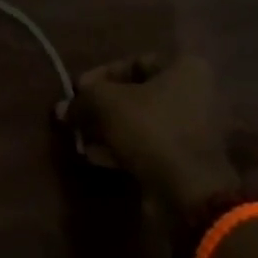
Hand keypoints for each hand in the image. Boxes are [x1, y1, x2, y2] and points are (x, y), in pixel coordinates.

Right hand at [66, 53, 239, 219]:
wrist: (190, 195)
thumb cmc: (152, 131)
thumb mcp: (107, 104)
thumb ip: (83, 99)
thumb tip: (62, 108)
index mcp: (184, 68)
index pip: (134, 62)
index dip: (101, 75)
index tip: (78, 91)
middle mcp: (195, 94)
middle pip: (137, 94)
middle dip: (104, 106)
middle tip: (78, 117)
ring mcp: (193, 131)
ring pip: (141, 122)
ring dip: (110, 129)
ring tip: (83, 140)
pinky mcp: (187, 162)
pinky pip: (150, 146)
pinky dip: (124, 149)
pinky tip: (97, 157)